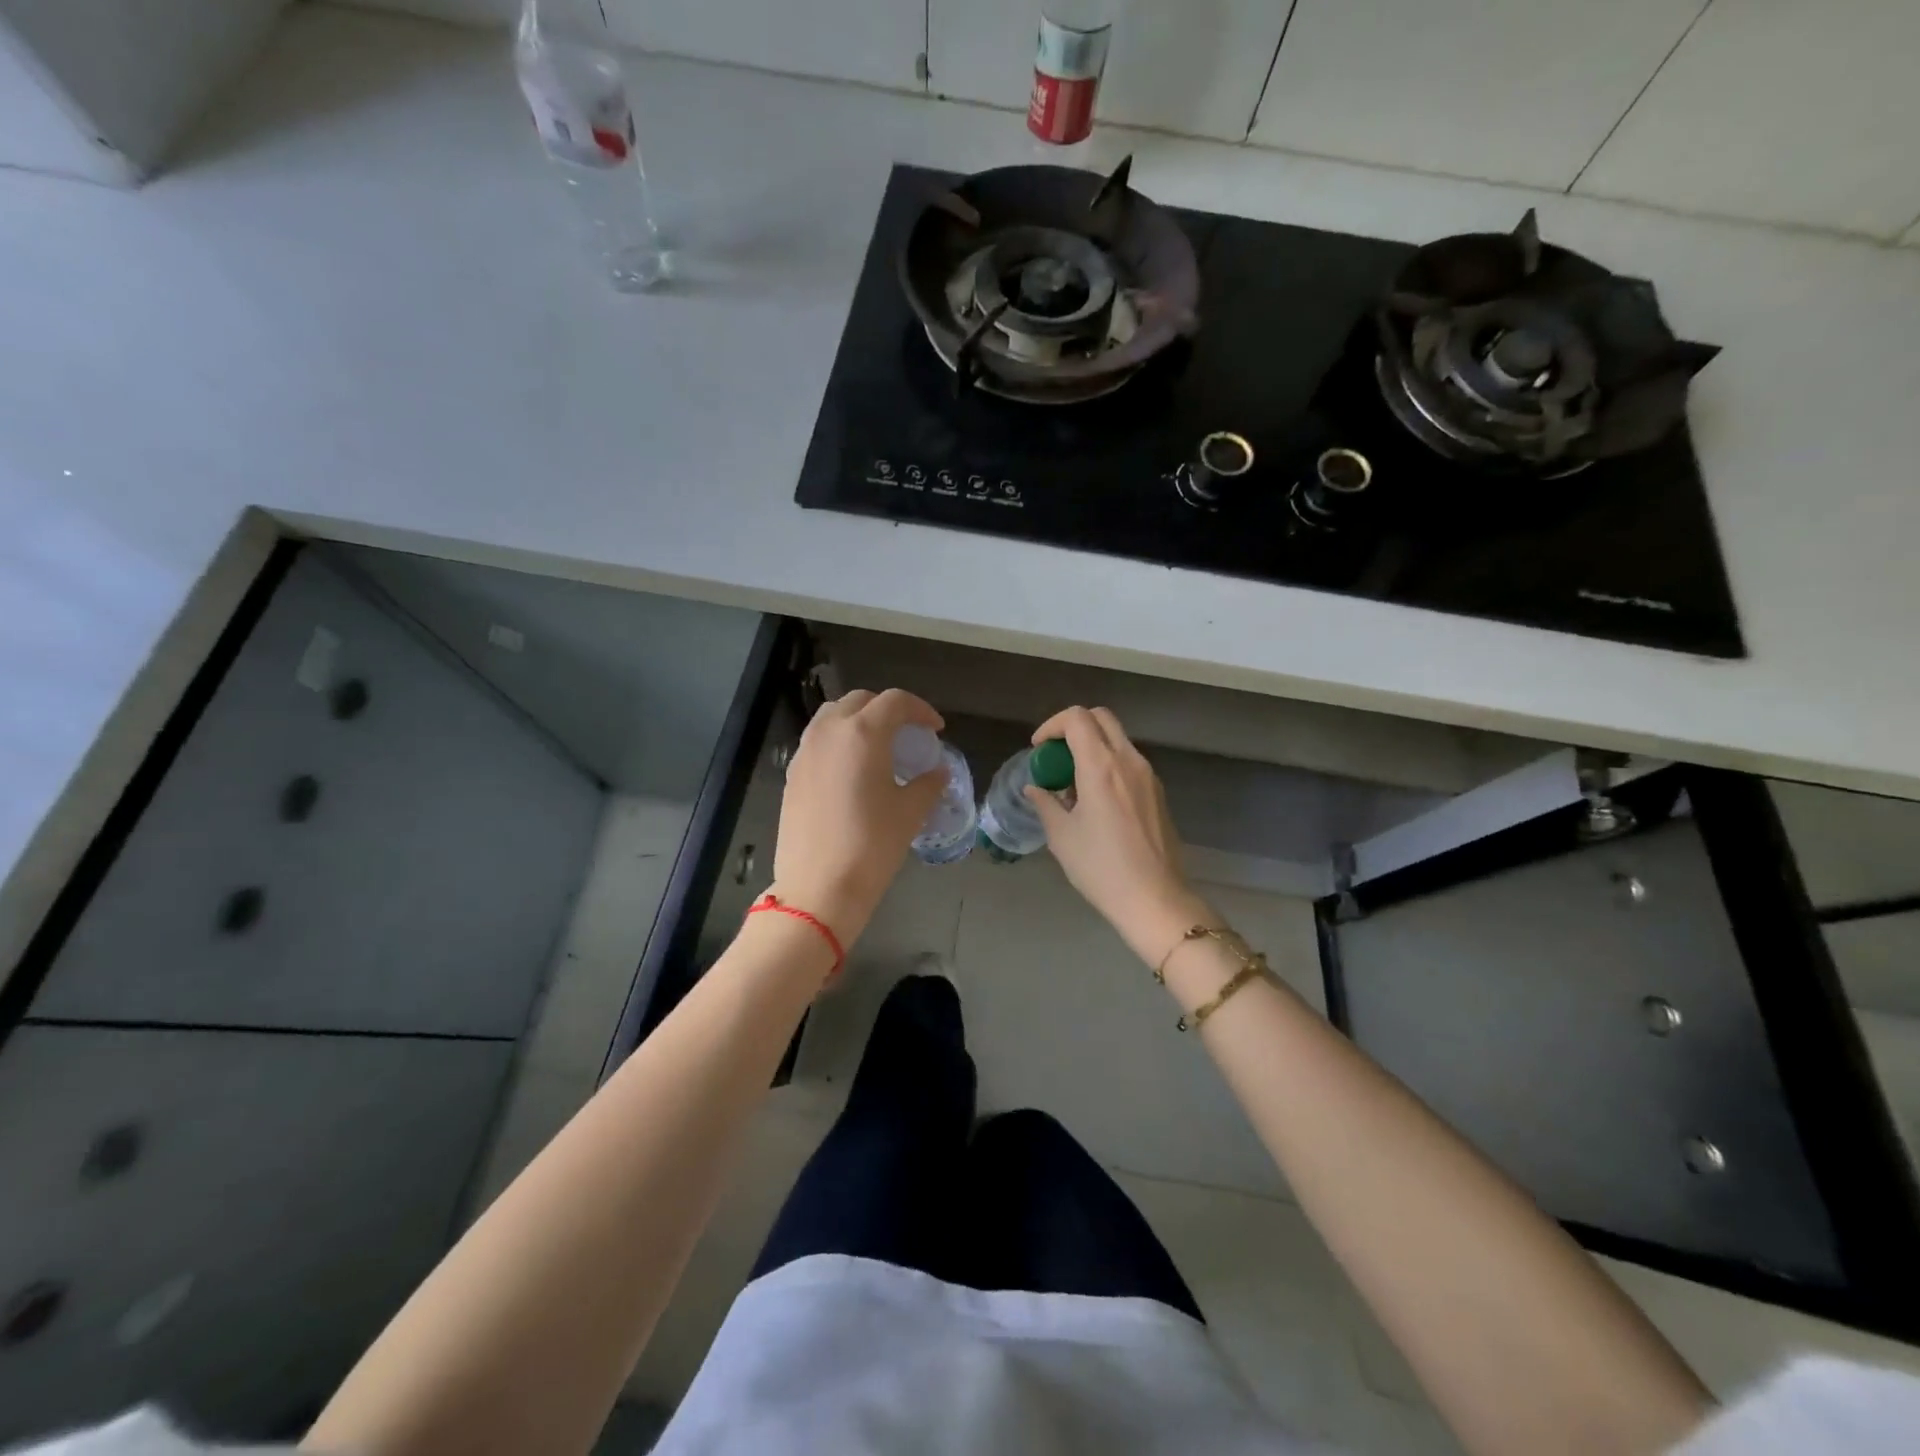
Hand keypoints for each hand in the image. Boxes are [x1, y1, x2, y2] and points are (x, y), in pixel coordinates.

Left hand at [770, 688, 947, 947]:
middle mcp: (829, 732)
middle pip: (860, 700)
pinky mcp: (792, 774)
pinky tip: (852, 770)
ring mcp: (805, 751)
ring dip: (858, 720)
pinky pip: (817, 741)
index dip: (921, 710)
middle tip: (907, 733)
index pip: (895, 701)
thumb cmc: (872, 845)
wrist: (819, 887)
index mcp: (862, 733)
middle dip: (887, 709)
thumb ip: (928, 784)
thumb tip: (938, 772)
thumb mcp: (910, 812)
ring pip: (832, 716)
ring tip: (878, 746)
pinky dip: (838, 741)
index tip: (936, 730)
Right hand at [1023, 706, 1210, 965]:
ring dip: (1092, 747)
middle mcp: (1129, 760)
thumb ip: (1045, 803)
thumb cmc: (1102, 868)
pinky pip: (1129, 762)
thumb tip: (1035, 789)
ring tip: (1072, 783)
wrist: (1155, 899)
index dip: (1052, 726)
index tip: (1038, 749)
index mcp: (1101, 766)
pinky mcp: (1158, 792)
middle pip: (1101, 718)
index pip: (1077, 718)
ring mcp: (1148, 775)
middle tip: (1055, 756)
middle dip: (1073, 727)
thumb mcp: (1062, 836)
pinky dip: (1108, 764)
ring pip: (1117, 739)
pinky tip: (1096, 800)